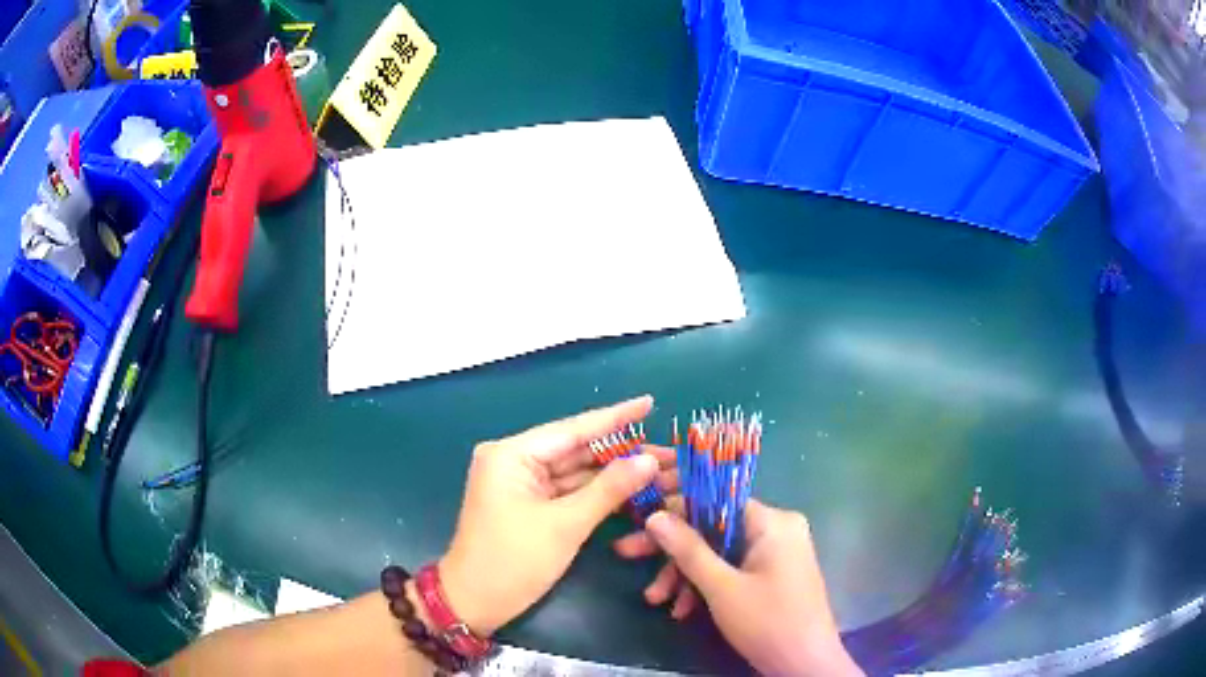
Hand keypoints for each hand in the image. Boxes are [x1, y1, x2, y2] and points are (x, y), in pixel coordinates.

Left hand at [438, 396, 662, 636]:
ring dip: (612, 473)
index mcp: (512, 454)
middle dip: (620, 451)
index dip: (615, 417)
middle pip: (575, 449)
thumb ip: (609, 489)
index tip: (650, 402)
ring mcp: (520, 483)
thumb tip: (649, 460)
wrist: (474, 602)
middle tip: (667, 449)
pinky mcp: (527, 503)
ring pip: (574, 471)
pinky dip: (595, 492)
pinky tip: (629, 487)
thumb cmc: (514, 561)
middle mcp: (514, 460)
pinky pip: (566, 490)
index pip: (573, 429)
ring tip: (657, 466)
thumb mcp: (565, 525)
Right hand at [616, 501, 863, 676]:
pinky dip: (706, 585)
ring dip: (684, 574)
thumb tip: (654, 515)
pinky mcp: (771, 574)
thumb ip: (687, 550)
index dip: (674, 504)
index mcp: (772, 521)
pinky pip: (732, 568)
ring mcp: (775, 552)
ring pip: (718, 551)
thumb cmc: (767, 622)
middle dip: (672, 548)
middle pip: (713, 527)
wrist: (804, 665)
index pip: (716, 497)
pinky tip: (681, 609)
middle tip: (627, 554)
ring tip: (655, 599)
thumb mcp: (721, 587)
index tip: (639, 514)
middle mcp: (776, 528)